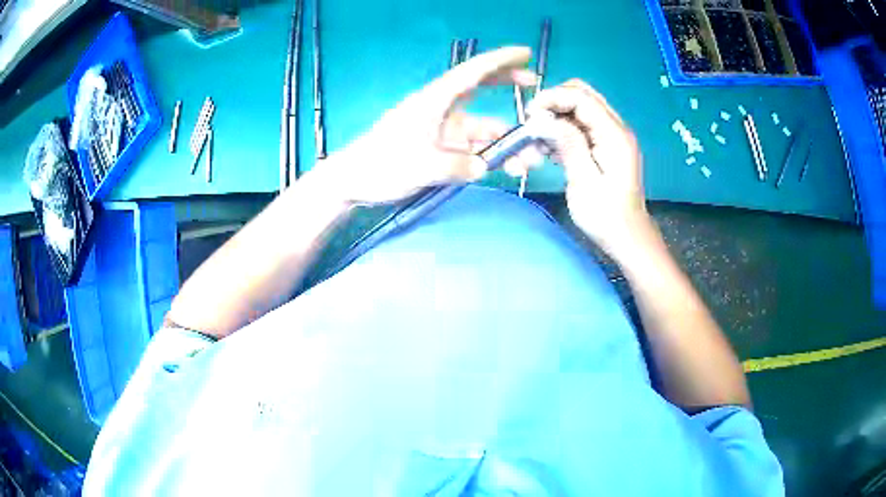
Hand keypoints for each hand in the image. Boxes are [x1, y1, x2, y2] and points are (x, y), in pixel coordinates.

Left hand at [323, 47, 536, 204]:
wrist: (354, 181)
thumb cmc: (381, 165)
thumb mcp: (420, 166)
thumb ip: (457, 167)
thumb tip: (483, 167)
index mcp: (435, 101)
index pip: (472, 73)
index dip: (500, 60)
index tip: (526, 53)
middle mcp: (443, 111)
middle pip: (481, 90)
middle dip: (508, 86)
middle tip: (538, 90)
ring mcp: (444, 132)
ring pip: (484, 130)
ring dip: (508, 143)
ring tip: (531, 162)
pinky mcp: (443, 151)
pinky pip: (475, 150)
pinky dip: (493, 158)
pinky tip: (509, 169)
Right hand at [523, 79, 654, 259]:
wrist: (628, 238)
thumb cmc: (606, 216)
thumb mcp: (584, 181)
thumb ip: (568, 144)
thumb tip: (545, 119)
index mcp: (614, 135)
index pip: (582, 98)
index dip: (553, 97)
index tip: (529, 113)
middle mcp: (616, 129)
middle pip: (583, 95)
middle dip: (555, 102)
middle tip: (533, 121)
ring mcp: (612, 137)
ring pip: (581, 109)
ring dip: (557, 117)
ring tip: (538, 139)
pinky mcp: (606, 147)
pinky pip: (582, 126)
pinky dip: (564, 130)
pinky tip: (550, 148)